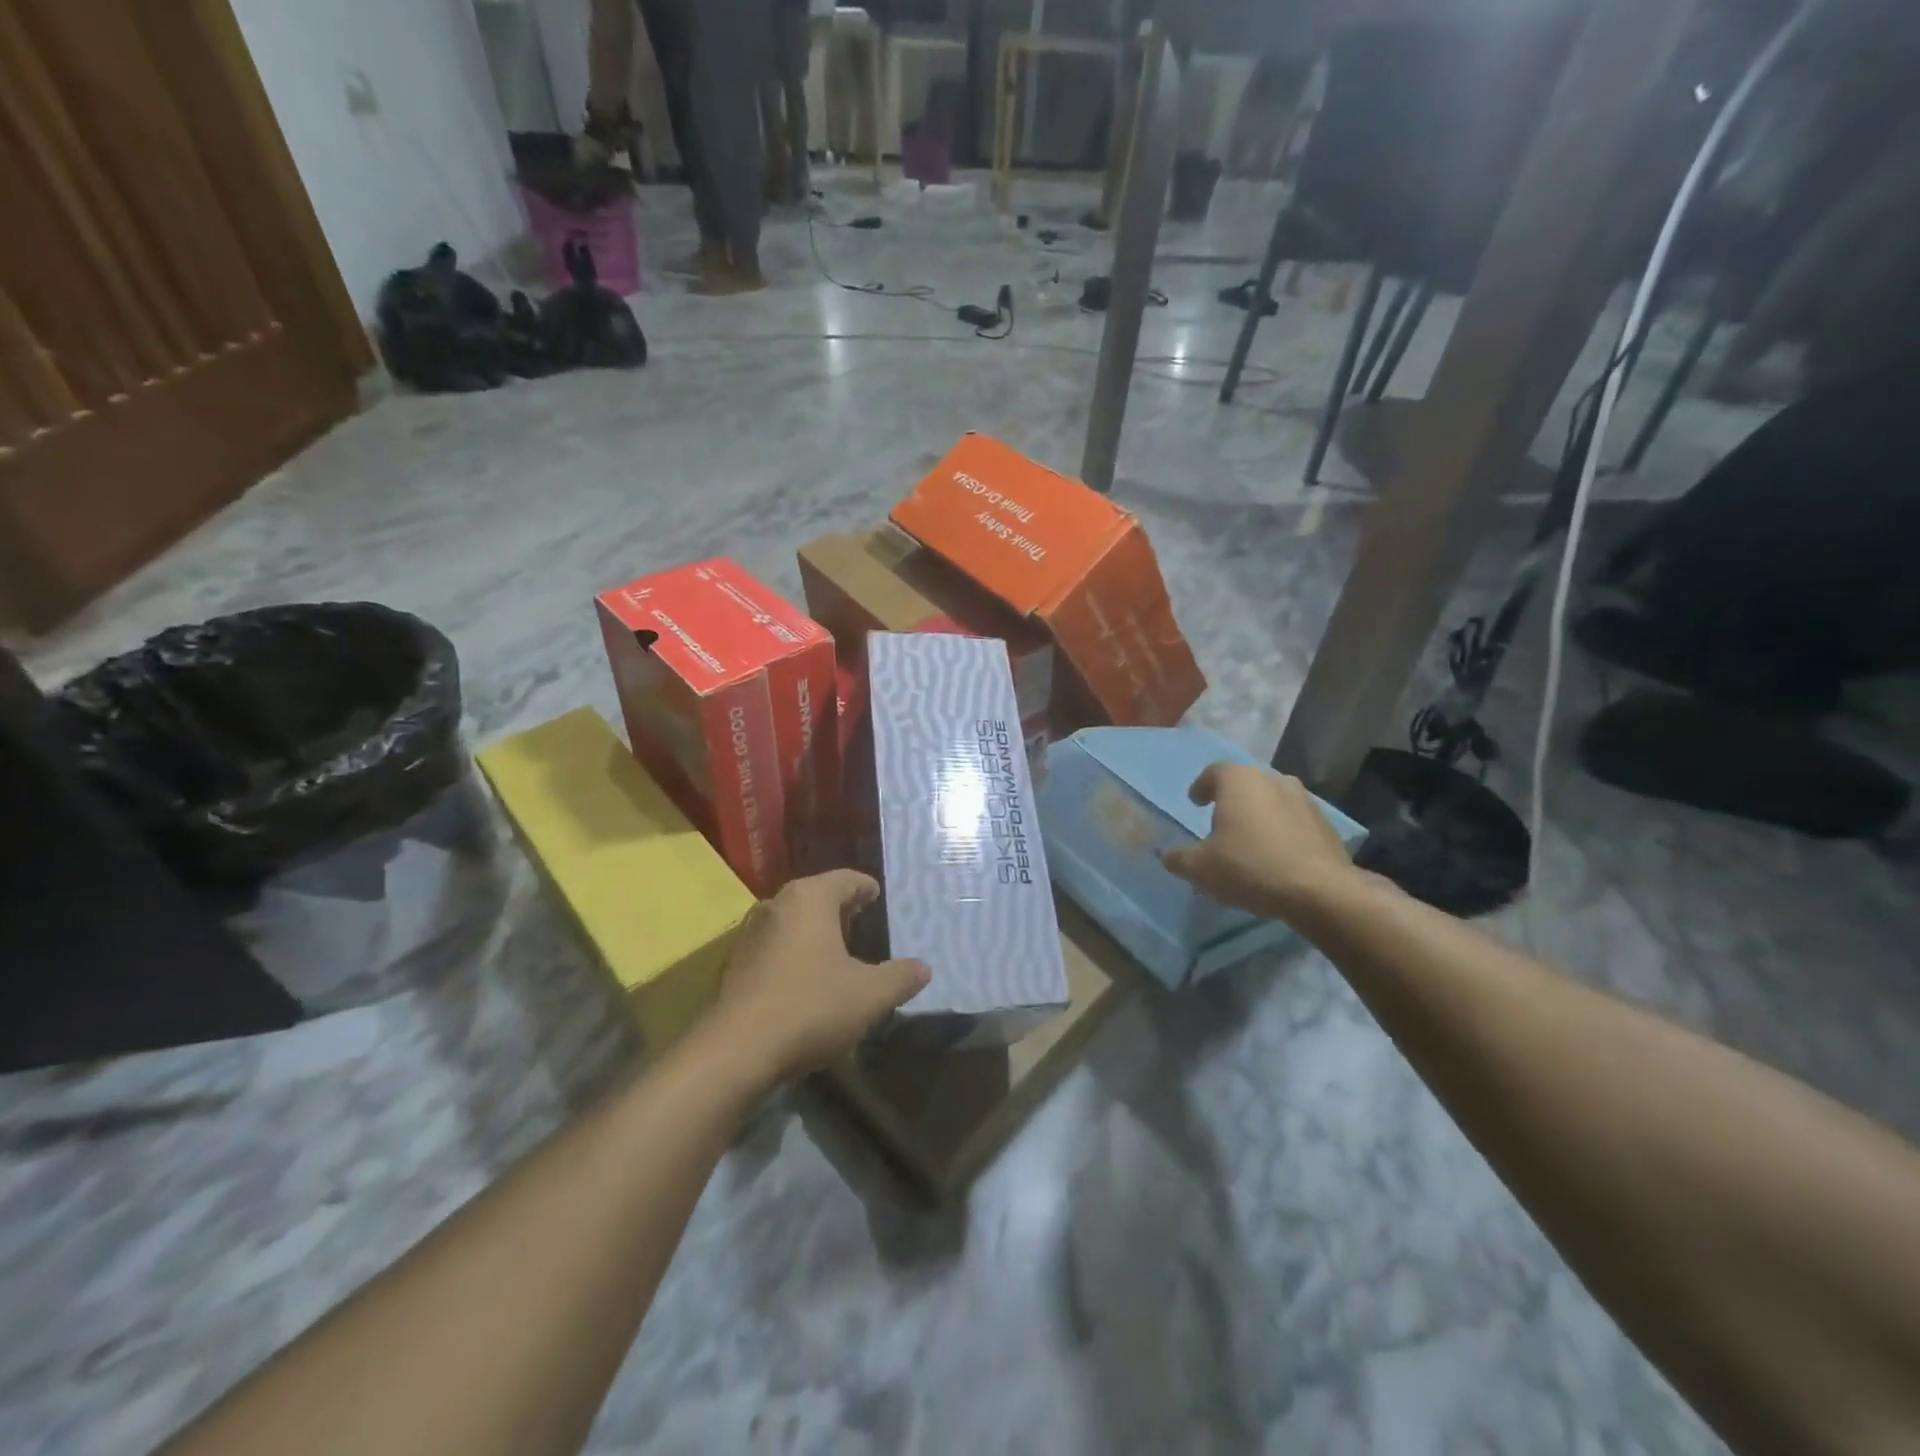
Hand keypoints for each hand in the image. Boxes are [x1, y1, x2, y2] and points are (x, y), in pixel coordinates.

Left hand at [706, 870, 929, 1086]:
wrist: (736, 1051)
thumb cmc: (811, 1007)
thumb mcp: (870, 995)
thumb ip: (900, 978)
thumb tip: (923, 968)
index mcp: (809, 899)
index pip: (844, 879)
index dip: (864, 887)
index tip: (876, 895)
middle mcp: (776, 906)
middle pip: (814, 896)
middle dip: (839, 908)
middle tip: (860, 920)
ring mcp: (749, 935)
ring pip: (791, 921)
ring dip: (813, 931)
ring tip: (835, 950)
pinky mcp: (734, 966)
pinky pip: (773, 947)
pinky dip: (793, 953)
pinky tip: (804, 979)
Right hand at [1159, 762, 1360, 923]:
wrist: (1319, 891)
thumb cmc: (1249, 867)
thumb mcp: (1200, 868)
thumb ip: (1178, 858)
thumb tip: (1166, 854)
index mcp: (1240, 781)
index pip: (1214, 771)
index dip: (1202, 786)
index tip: (1196, 803)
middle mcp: (1273, 780)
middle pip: (1246, 785)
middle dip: (1231, 801)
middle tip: (1220, 824)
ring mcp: (1304, 801)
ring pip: (1272, 802)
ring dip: (1259, 817)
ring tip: (1249, 844)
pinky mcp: (1326, 825)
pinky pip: (1294, 822)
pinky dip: (1281, 833)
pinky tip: (1275, 858)